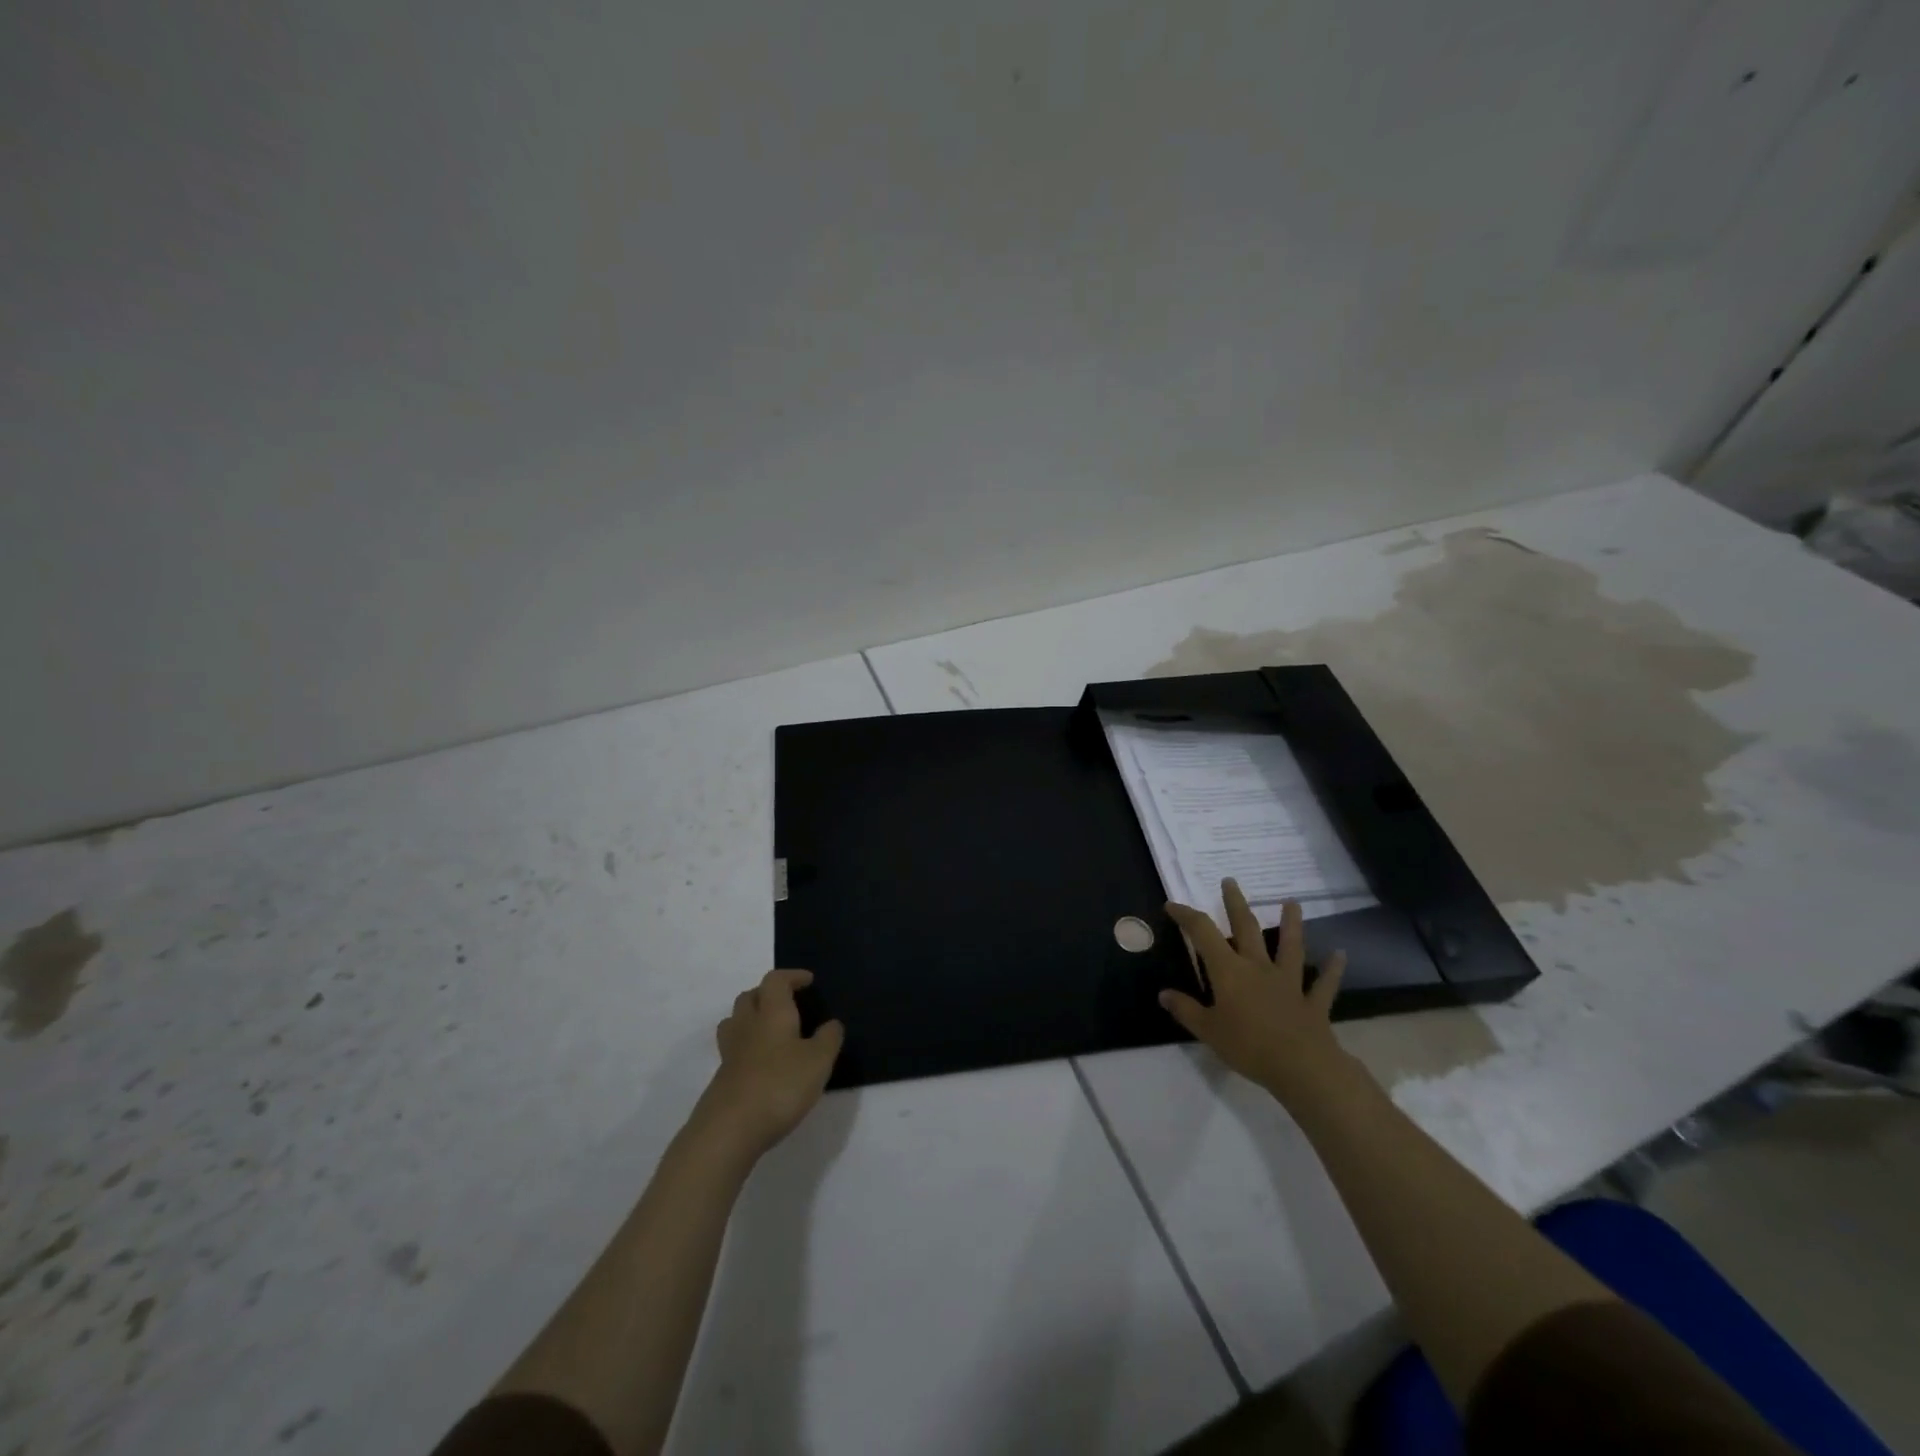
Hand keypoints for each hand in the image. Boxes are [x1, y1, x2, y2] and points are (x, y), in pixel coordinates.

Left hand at [695, 969, 844, 1158]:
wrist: (729, 1129)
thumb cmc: (780, 1085)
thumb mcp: (818, 1061)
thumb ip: (828, 1039)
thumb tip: (831, 1024)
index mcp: (772, 1013)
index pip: (775, 980)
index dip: (791, 976)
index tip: (808, 982)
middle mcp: (748, 1025)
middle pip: (749, 996)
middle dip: (768, 994)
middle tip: (788, 1003)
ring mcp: (730, 1053)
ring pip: (736, 1021)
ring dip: (752, 1018)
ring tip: (772, 1031)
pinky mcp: (722, 1078)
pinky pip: (734, 1050)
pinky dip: (747, 1048)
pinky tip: (763, 1065)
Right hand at [1160, 880, 1354, 1104]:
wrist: (1301, 1067)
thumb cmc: (1248, 1046)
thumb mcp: (1207, 1030)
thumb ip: (1185, 1009)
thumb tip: (1163, 993)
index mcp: (1229, 971)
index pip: (1203, 933)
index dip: (1186, 916)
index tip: (1172, 905)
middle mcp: (1258, 967)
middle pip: (1246, 928)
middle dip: (1235, 903)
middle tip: (1230, 881)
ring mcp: (1288, 982)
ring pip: (1290, 947)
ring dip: (1291, 924)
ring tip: (1292, 903)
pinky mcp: (1312, 1002)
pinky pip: (1323, 984)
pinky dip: (1332, 969)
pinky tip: (1340, 954)